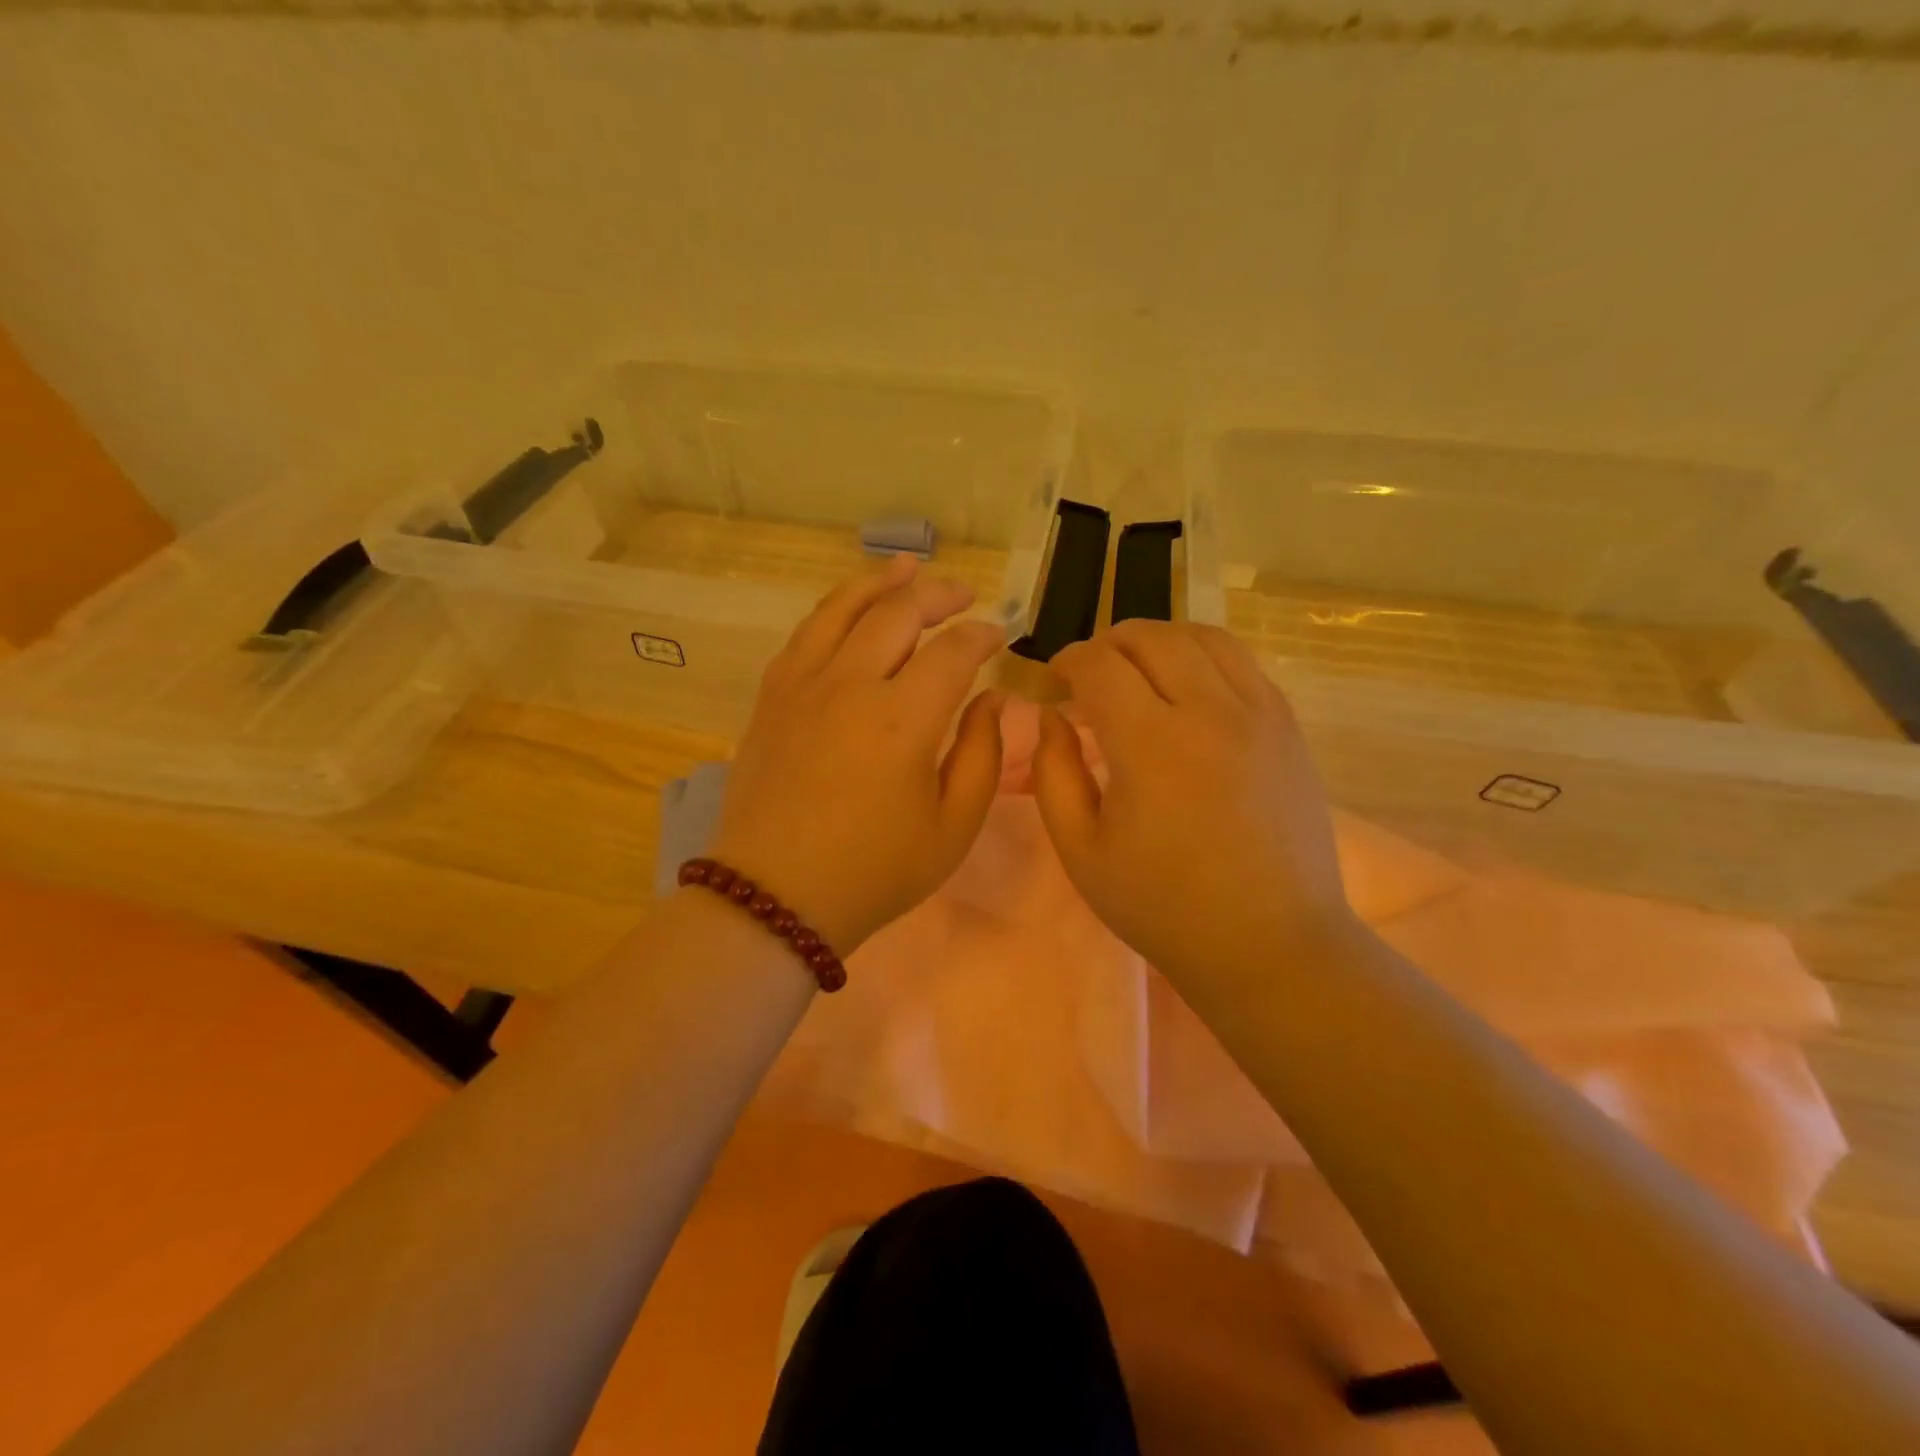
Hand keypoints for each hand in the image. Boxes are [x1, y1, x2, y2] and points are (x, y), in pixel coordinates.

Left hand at [706, 553, 1004, 953]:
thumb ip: (983, 757)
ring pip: (844, 608)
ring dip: (881, 582)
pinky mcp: (772, 696)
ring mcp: (803, 685)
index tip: (999, 637)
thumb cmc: (874, 871)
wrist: (775, 896)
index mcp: (904, 720)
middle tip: (964, 595)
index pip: (953, 652)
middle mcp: (851, 685)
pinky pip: (805, 634)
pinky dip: (834, 609)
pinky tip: (849, 610)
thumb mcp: (952, 828)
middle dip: (939, 595)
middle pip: (899, 612)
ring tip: (908, 567)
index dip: (982, 636)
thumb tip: (993, 701)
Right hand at [1031, 620, 1355, 982]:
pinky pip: (1242, 662)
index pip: (1099, 664)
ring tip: (1138, 672)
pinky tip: (1189, 690)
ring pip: (1202, 636)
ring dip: (1158, 641)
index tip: (1054, 683)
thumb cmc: (1163, 905)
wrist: (1269, 942)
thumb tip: (1051, 718)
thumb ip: (1054, 773)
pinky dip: (1203, 657)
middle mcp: (1209, 711)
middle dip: (1107, 644)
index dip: (1067, 661)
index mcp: (1151, 744)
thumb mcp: (1082, 850)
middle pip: (1150, 636)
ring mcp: (1258, 713)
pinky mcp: (1287, 726)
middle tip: (1090, 677)